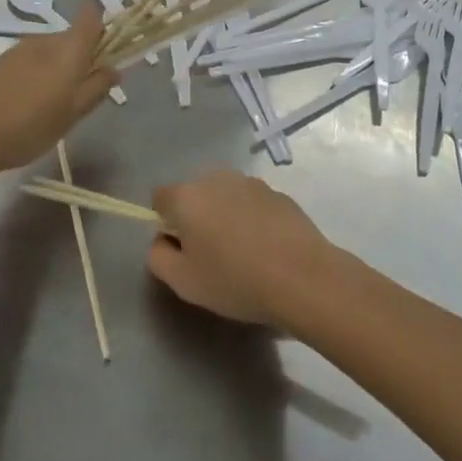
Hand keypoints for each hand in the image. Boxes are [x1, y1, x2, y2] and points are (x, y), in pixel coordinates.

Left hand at [0, 3, 116, 170]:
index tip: (108, 54)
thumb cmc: (31, 124)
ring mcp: (19, 48)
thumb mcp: (73, 113)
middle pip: (72, 38)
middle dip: (82, 58)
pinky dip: (36, 74)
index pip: (92, 17)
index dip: (104, 29)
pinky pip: (30, 61)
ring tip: (52, 104)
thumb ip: (96, 88)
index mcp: (69, 48)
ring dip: (58, 68)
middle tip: (81, 94)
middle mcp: (45, 39)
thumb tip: (115, 69)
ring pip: (50, 51)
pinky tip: (27, 103)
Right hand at [148, 169, 336, 326]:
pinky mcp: (279, 193)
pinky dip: (252, 220)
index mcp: (187, 196)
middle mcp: (217, 178)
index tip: (181, 249)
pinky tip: (267, 249)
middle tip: (211, 255)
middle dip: (196, 218)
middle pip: (194, 194)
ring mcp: (251, 182)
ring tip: (243, 253)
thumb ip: (158, 256)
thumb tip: (162, 239)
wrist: (303, 277)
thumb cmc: (235, 280)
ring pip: (225, 197)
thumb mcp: (183, 282)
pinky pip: (252, 204)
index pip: (160, 198)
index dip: (165, 223)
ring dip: (225, 216)